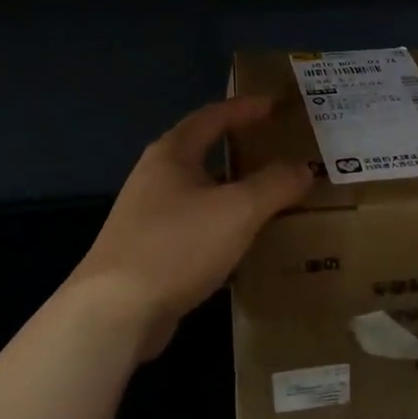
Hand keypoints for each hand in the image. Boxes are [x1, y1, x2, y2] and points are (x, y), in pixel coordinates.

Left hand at [67, 97, 312, 360]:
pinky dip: (220, 223)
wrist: (115, 312)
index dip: (246, 108)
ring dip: (231, 189)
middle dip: (239, 147)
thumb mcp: (238, 211)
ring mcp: (147, 214)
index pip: (213, 116)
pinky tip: (240, 241)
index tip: (275, 105)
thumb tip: (303, 167)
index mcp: (172, 154)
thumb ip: (275, 185)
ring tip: (267, 194)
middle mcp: (155, 176)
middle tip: (276, 148)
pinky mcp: (147, 250)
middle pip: (203, 150)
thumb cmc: (178, 245)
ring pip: (199, 190)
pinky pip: (193, 224)